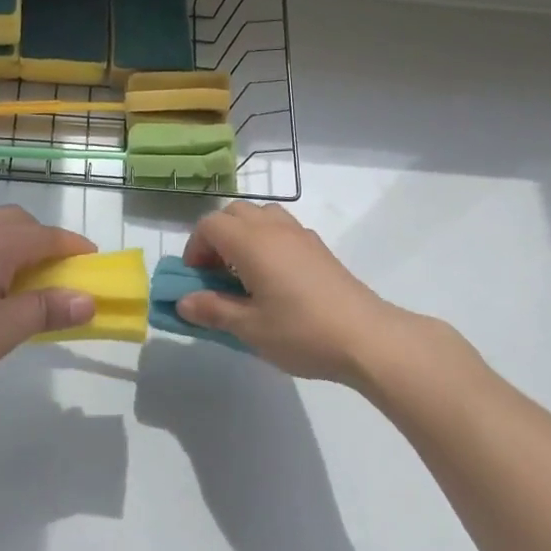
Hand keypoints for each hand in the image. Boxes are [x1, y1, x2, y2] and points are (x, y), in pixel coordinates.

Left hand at [0, 206, 96, 406]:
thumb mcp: (2, 332)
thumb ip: (47, 310)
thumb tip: (88, 299)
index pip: (47, 236)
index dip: (75, 249)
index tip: (96, 267)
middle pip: (19, 223)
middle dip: (45, 244)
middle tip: (59, 279)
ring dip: (17, 248)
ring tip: (24, 288)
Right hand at [177, 203, 452, 387]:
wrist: (367, 338)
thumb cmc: (301, 331)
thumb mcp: (249, 328)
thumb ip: (213, 311)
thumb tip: (183, 302)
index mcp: (251, 242)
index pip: (210, 225)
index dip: (195, 248)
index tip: (196, 279)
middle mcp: (273, 228)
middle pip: (234, 213)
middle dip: (216, 237)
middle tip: (216, 274)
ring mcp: (300, 235)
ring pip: (260, 216)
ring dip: (243, 235)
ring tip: (244, 273)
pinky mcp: (319, 248)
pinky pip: (282, 229)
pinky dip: (267, 242)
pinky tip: (275, 280)